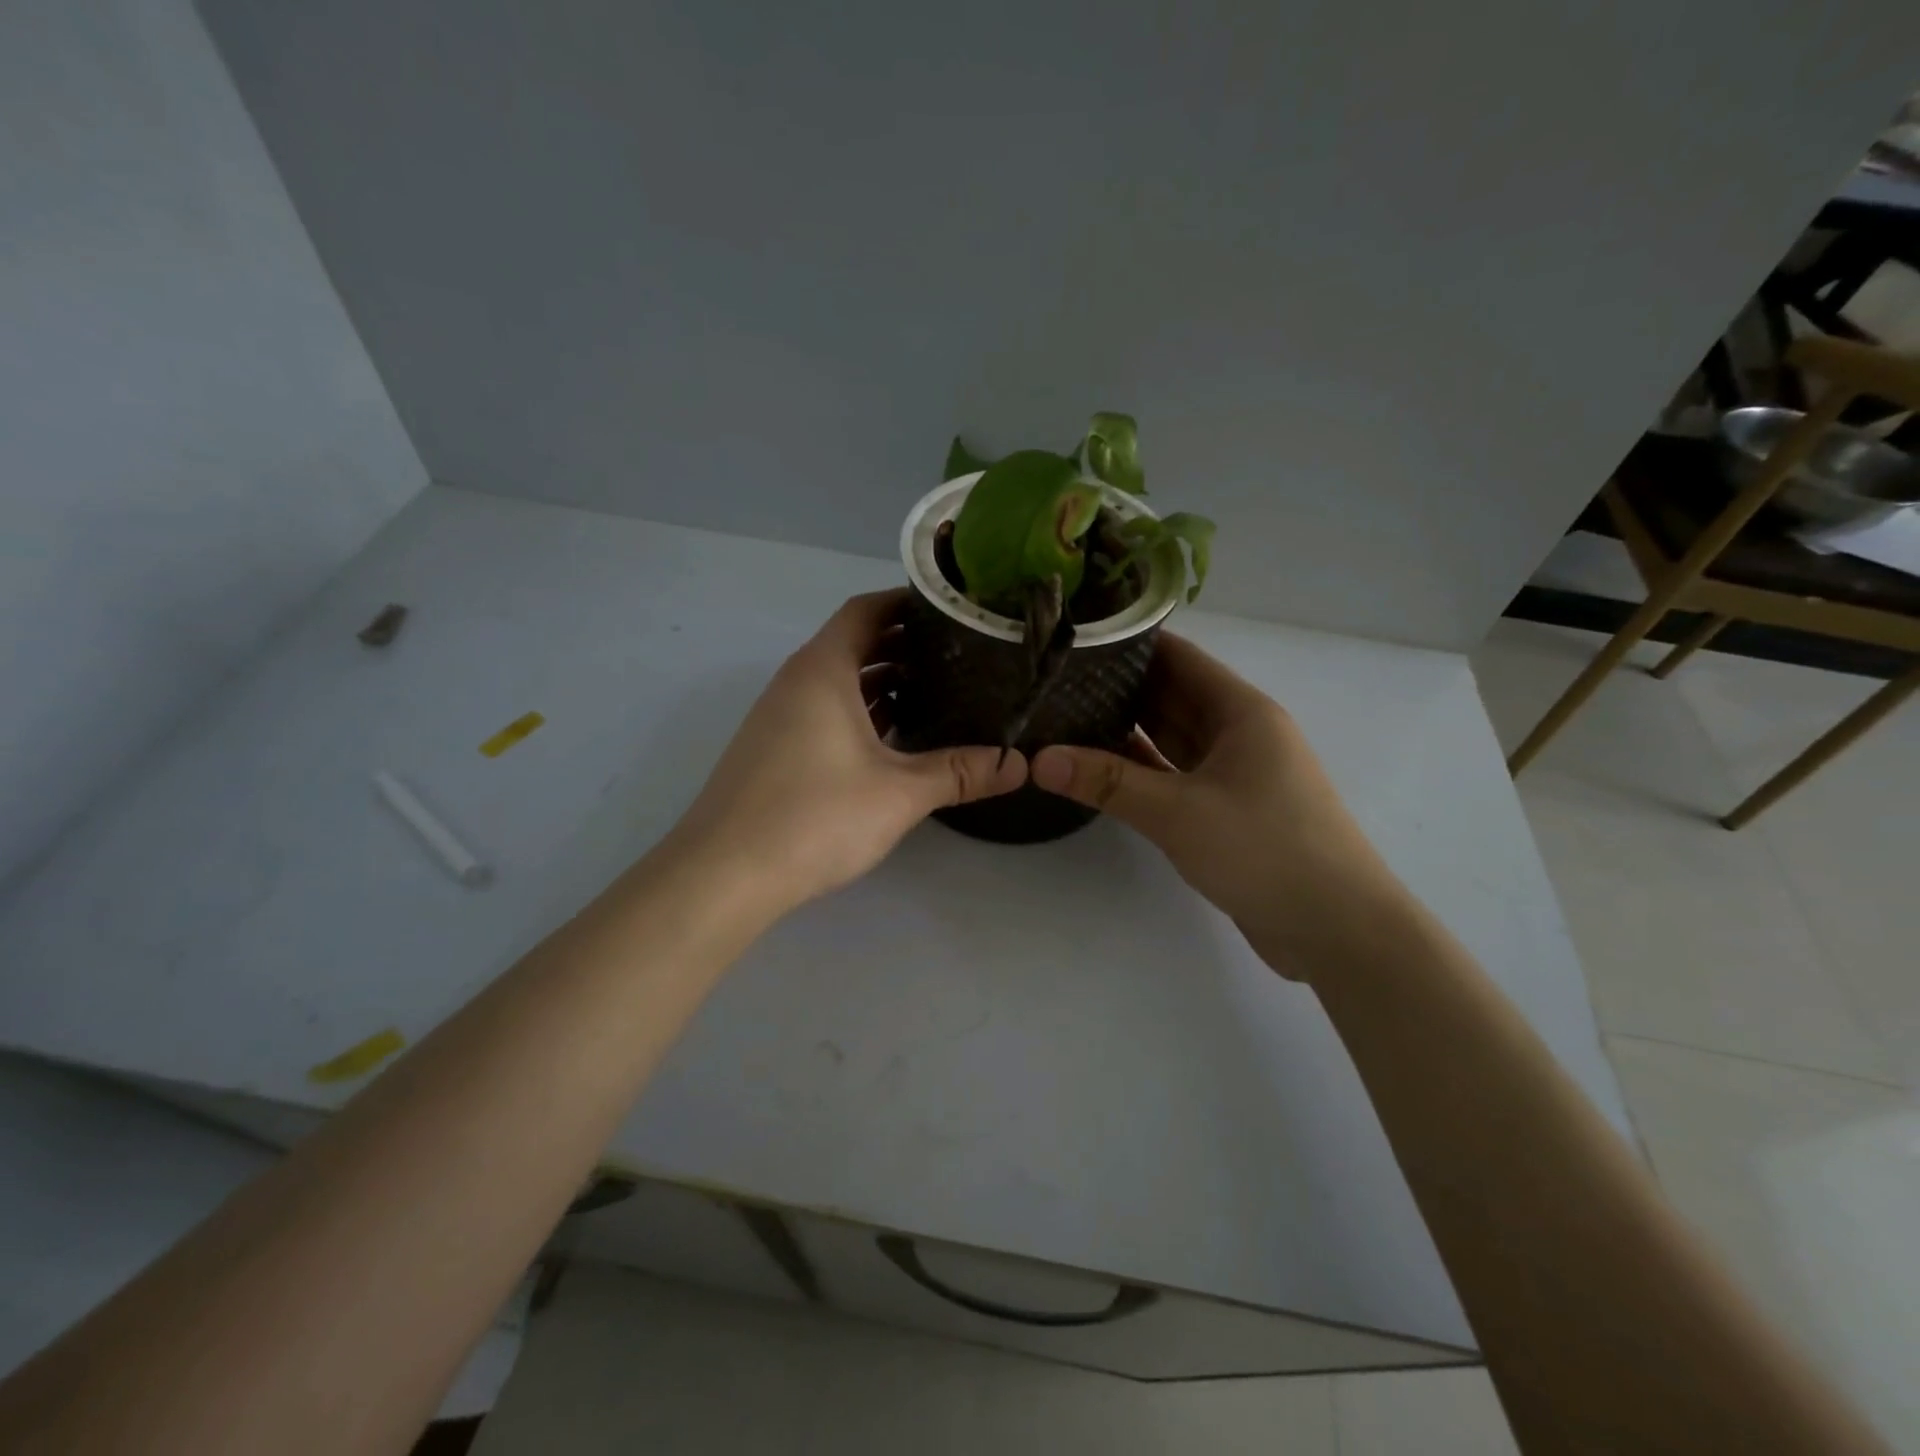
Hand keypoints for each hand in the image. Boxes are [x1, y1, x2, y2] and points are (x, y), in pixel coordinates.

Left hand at [664, 589, 1025, 916]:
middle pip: (854, 643)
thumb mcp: (899, 793)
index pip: (866, 610)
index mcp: (823, 669)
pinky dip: (861, 713)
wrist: (724, 874)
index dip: (907, 603)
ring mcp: (781, 716)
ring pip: (839, 682)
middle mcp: (797, 681)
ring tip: (938, 691)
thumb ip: (959, 772)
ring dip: (883, 682)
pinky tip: (895, 739)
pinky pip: (825, 712)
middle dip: (904, 645)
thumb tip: (1019, 764)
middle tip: (960, 654)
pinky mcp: (775, 749)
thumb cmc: (814, 816)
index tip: (953, 610)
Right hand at [1031, 634, 1408, 979]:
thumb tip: (1039, 760)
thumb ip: (1107, 782)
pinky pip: (1174, 776)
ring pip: (1170, 738)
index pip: (1178, 657)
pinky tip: (1097, 768)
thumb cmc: (1264, 850)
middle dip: (1116, 687)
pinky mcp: (1227, 809)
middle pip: (1171, 695)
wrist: (1337, 929)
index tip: (1074, 639)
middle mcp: (1238, 733)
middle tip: (1053, 681)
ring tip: (1064, 717)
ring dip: (1125, 730)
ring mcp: (1234, 773)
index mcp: (1240, 711)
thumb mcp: (1178, 812)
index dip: (1129, 643)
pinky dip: (1140, 771)